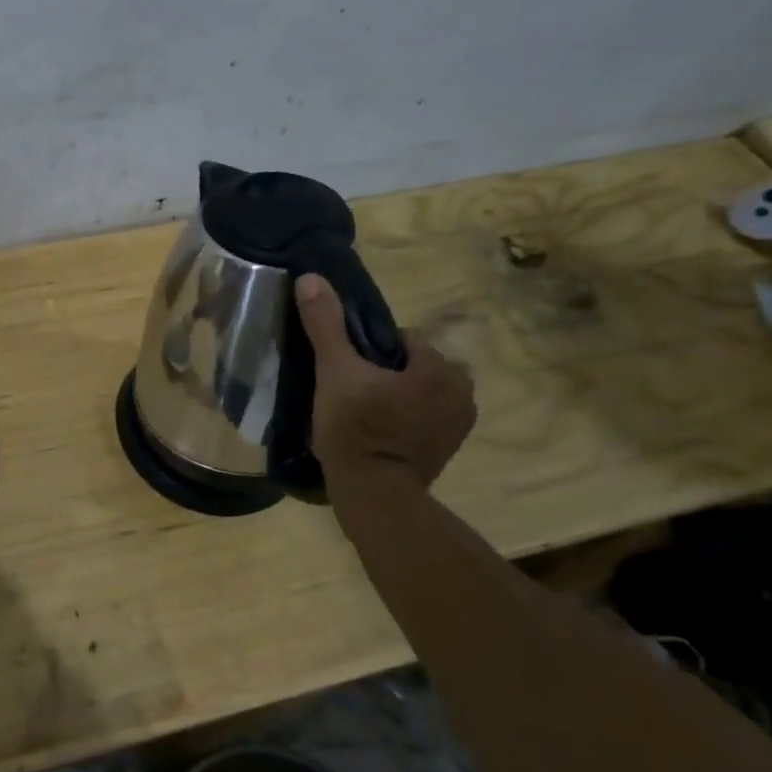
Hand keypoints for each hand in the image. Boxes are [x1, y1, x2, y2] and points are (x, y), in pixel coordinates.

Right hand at [295, 274, 474, 494]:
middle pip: (412, 366)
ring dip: (396, 397)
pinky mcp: (449, 450)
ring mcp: (459, 425)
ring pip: (419, 393)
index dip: (369, 351)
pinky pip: (423, 419)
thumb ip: (325, 325)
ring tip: (360, 414)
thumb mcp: (335, 371)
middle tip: (350, 393)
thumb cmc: (356, 428)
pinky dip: (404, 420)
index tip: (346, 370)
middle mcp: (462, 392)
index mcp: (440, 368)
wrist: (372, 493)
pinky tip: (376, 433)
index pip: (402, 340)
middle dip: (385, 374)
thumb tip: (310, 278)